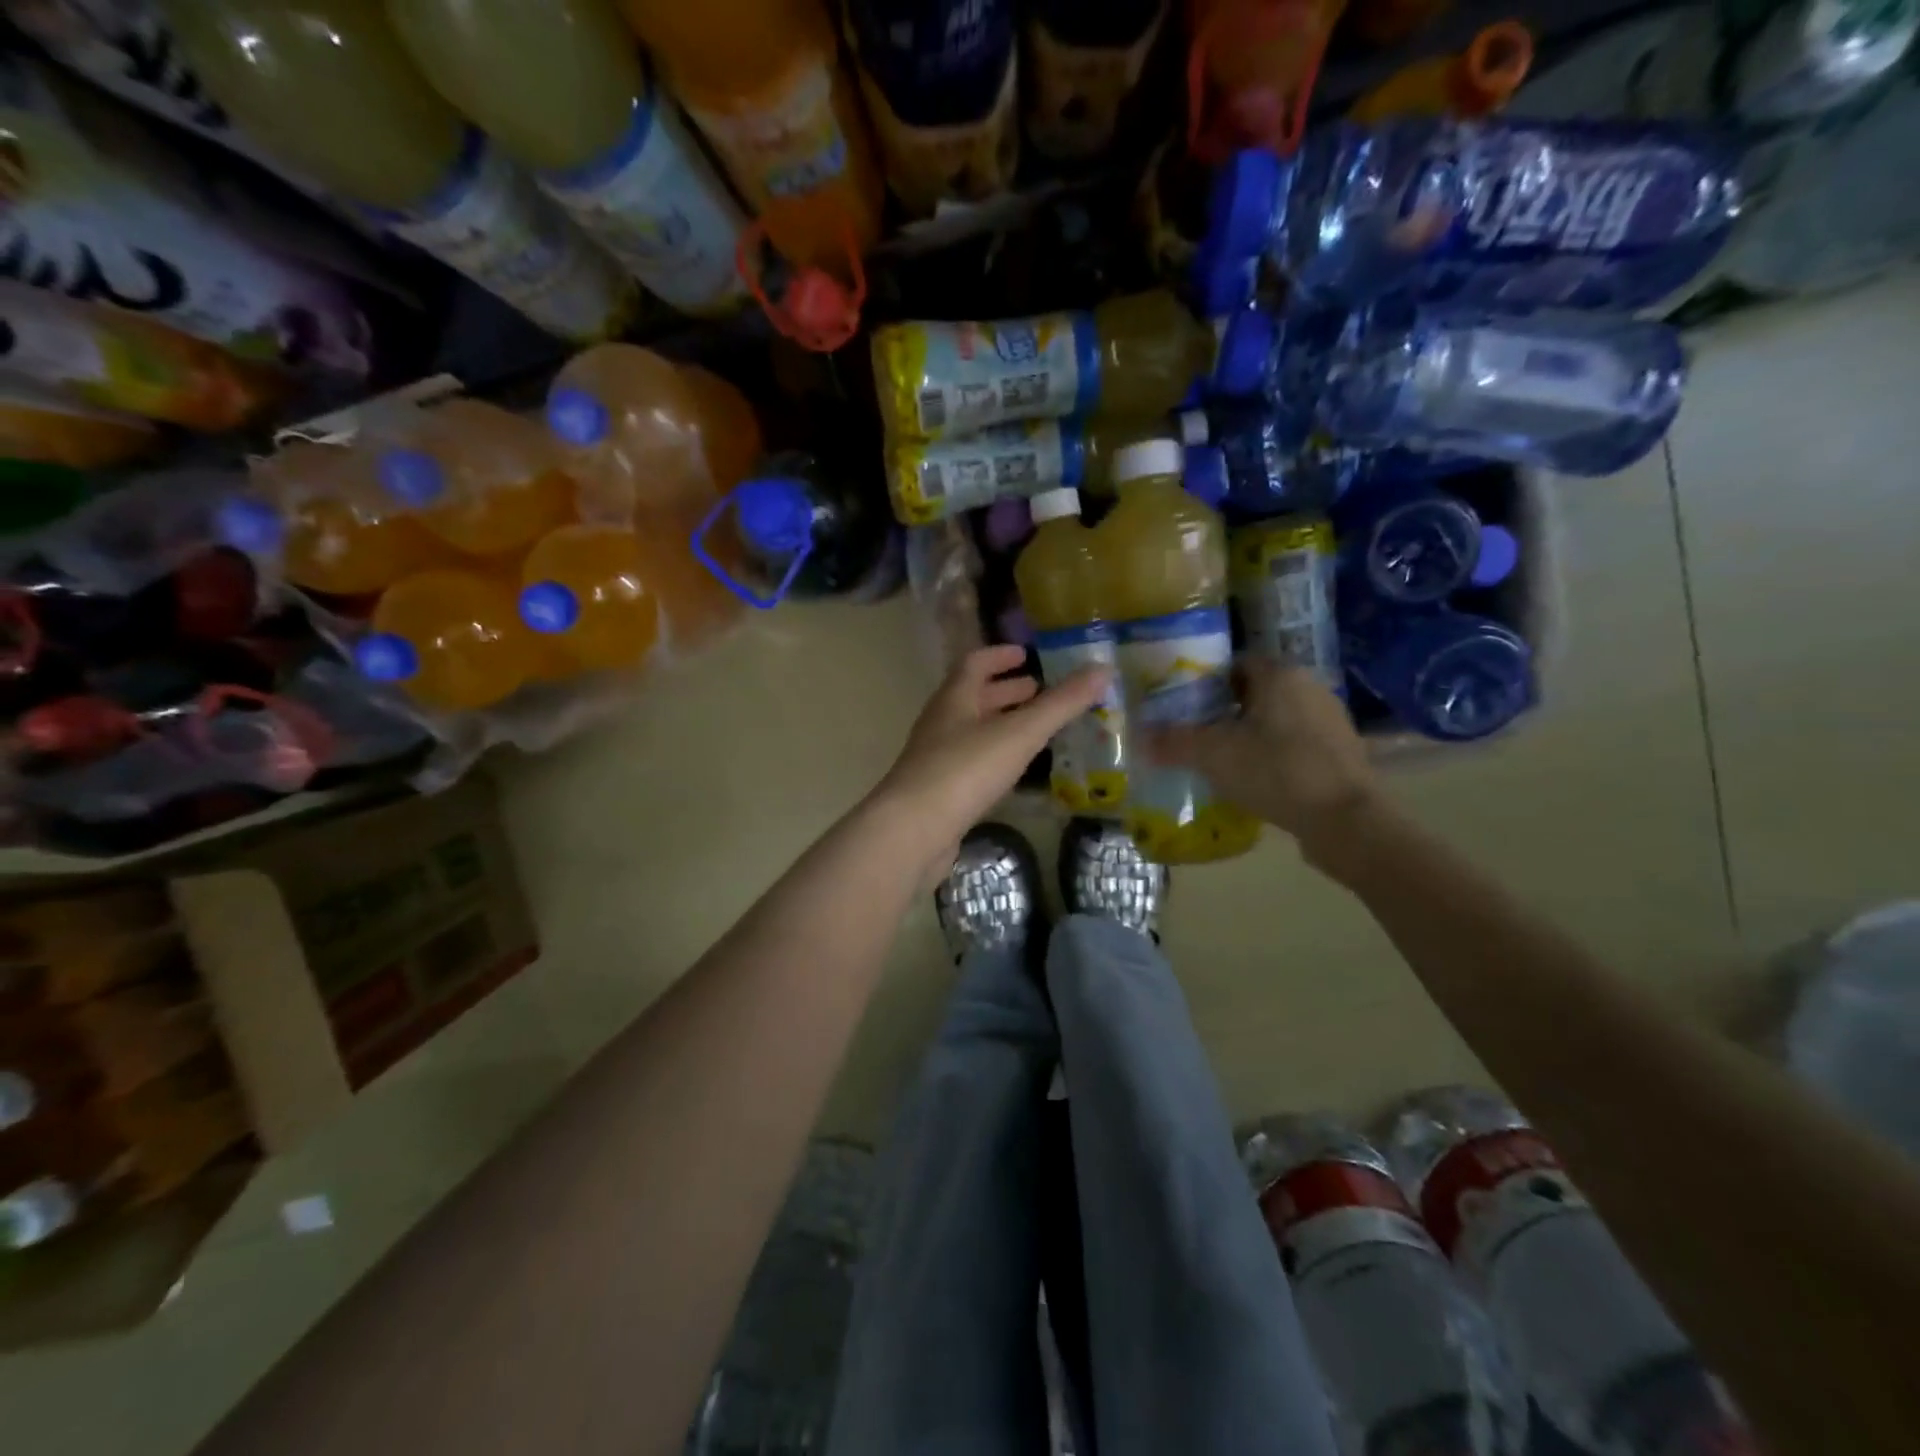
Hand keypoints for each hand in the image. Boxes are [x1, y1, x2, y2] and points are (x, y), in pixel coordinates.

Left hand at [876, 645, 1112, 879]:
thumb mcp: (1019, 733)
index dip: (1000, 656)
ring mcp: (936, 758)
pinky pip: (971, 763)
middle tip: (1039, 691)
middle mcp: (941, 723)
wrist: (913, 830)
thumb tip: (1103, 669)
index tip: (1026, 654)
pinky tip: (1015, 772)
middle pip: (973, 697)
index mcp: (955, 699)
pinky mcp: (939, 792)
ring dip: (1001, 724)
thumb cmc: (965, 770)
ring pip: (972, 731)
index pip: (975, 663)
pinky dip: (995, 757)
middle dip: (1006, 691)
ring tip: (1036, 730)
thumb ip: (1061, 704)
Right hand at [1146, 662, 1377, 854]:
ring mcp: (1330, 720)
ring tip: (1222, 760)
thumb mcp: (1214, 755)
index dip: (1206, 682)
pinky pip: (1296, 744)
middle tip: (1197, 734)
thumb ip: (1174, 742)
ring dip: (1251, 734)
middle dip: (1225, 710)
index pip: (1236, 664)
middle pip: (1256, 691)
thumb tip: (1139, 737)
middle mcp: (1309, 687)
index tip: (1183, 706)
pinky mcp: (1341, 752)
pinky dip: (1274, 755)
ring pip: (1277, 718)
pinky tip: (1257, 779)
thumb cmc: (1276, 771)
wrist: (1345, 820)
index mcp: (1280, 675)